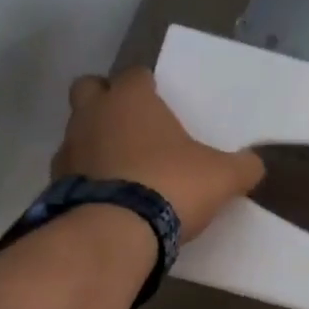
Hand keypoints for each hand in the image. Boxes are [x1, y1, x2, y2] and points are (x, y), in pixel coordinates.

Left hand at [52, 70, 265, 239]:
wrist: (114, 233)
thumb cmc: (170, 185)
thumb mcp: (223, 177)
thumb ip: (243, 167)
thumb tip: (254, 165)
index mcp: (131, 99)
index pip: (136, 75)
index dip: (149, 87)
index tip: (164, 104)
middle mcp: (93, 114)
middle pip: (90, 88)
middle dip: (108, 99)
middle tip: (135, 123)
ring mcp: (68, 149)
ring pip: (78, 130)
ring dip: (96, 140)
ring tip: (125, 166)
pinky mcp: (54, 185)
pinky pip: (72, 170)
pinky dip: (87, 177)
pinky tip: (111, 196)